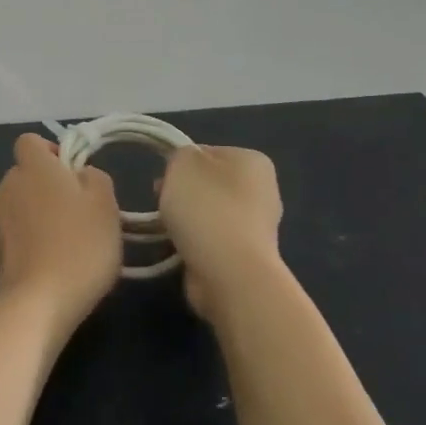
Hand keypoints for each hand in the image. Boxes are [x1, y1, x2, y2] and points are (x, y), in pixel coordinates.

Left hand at [0, 134, 122, 333]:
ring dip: (45, 210)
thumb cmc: (79, 244)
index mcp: (32, 167)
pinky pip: (22, 227)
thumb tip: (80, 174)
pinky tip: (60, 258)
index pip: (31, 141)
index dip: (53, 150)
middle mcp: (9, 185)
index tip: (76, 172)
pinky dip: (37, 235)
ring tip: (75, 237)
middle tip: (84, 208)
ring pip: (25, 200)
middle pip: (28, 171)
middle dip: (52, 183)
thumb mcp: (105, 204)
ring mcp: (0, 217)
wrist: (39, 300)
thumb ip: (94, 177)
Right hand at [158, 145, 283, 318]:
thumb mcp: (182, 162)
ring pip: (208, 214)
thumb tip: (185, 171)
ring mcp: (257, 226)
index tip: (163, 180)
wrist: (228, 271)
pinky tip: (181, 249)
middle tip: (163, 204)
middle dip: (182, 194)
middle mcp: (263, 190)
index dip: (180, 165)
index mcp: (253, 161)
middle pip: (207, 184)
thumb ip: (180, 155)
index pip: (206, 153)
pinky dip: (194, 244)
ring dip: (186, 221)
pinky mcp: (246, 255)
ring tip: (170, 231)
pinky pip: (211, 241)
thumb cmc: (206, 207)